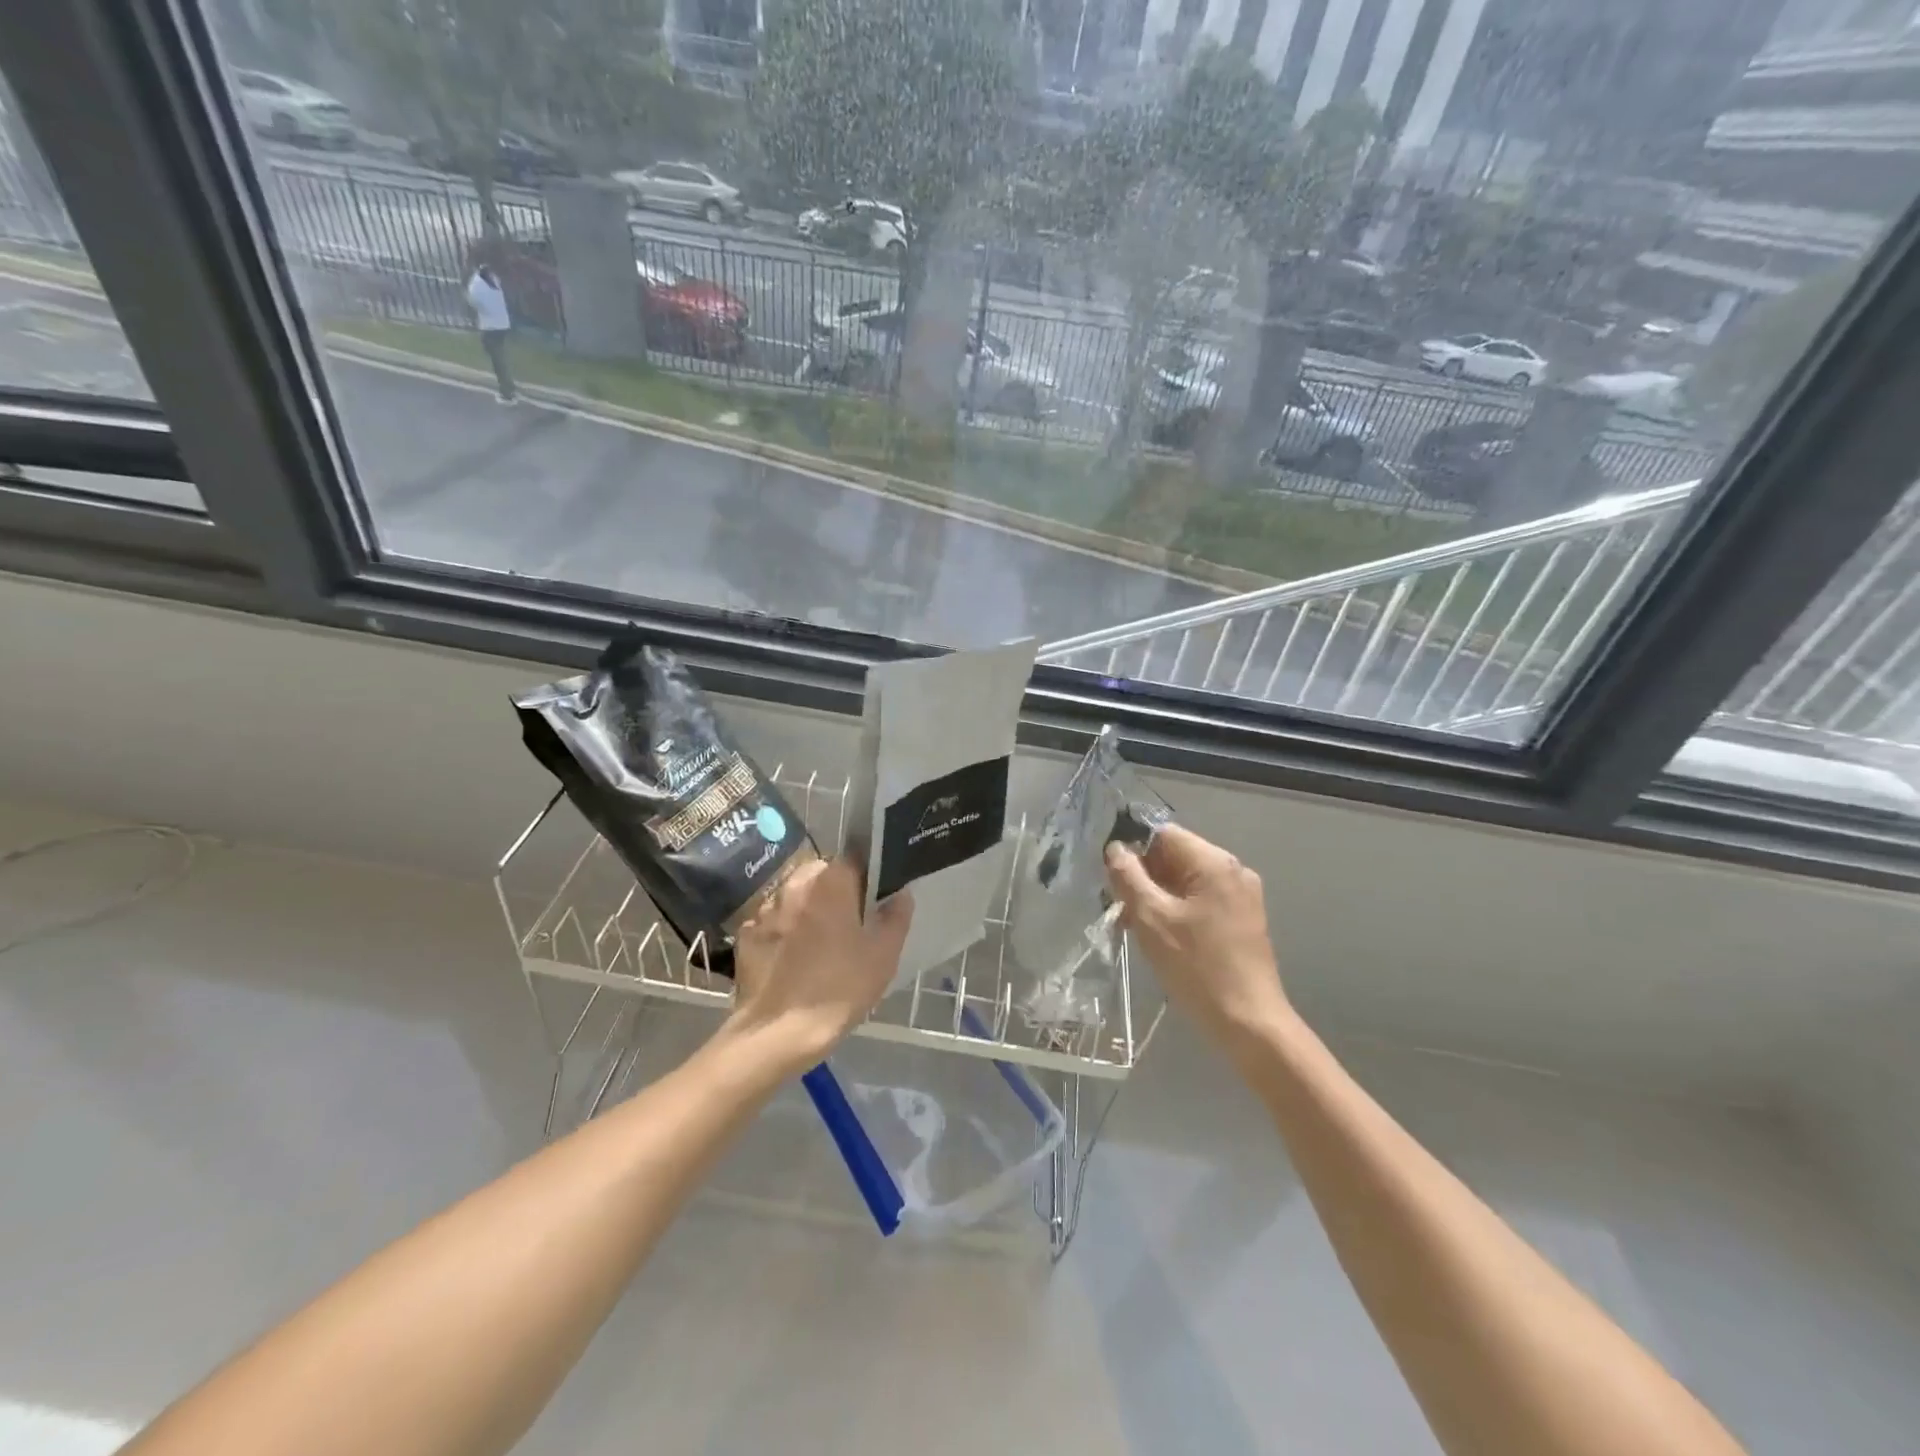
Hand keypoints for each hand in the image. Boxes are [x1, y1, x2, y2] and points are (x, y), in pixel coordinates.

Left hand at [727, 855, 911, 1071]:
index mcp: (831, 881)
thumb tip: (900, 894)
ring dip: (806, 907)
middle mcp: (794, 884)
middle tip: (848, 922)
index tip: (873, 899)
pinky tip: (791, 957)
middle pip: (820, 874)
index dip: (867, 876)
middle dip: (834, 890)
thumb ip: (895, 918)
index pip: (854, 859)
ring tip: (818, 941)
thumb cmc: (839, 988)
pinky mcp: (745, 934)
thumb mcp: (883, 956)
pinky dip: (782, 931)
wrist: (778, 1033)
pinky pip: (771, 921)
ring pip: (793, 896)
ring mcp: (765, 908)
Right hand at [1105, 825, 1289, 1052]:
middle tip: (1119, 907)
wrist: (1249, 1023)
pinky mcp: (1242, 919)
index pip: (1163, 834)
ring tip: (1134, 926)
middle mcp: (1233, 870)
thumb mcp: (1151, 919)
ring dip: (1156, 896)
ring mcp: (1241, 896)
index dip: (1132, 849)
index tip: (1111, 878)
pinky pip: (1200, 900)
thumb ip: (1128, 877)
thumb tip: (1115, 849)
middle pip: (1175, 856)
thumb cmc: (1197, 967)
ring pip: (1185, 880)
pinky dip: (1176, 909)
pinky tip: (1160, 936)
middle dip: (1143, 876)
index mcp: (1215, 862)